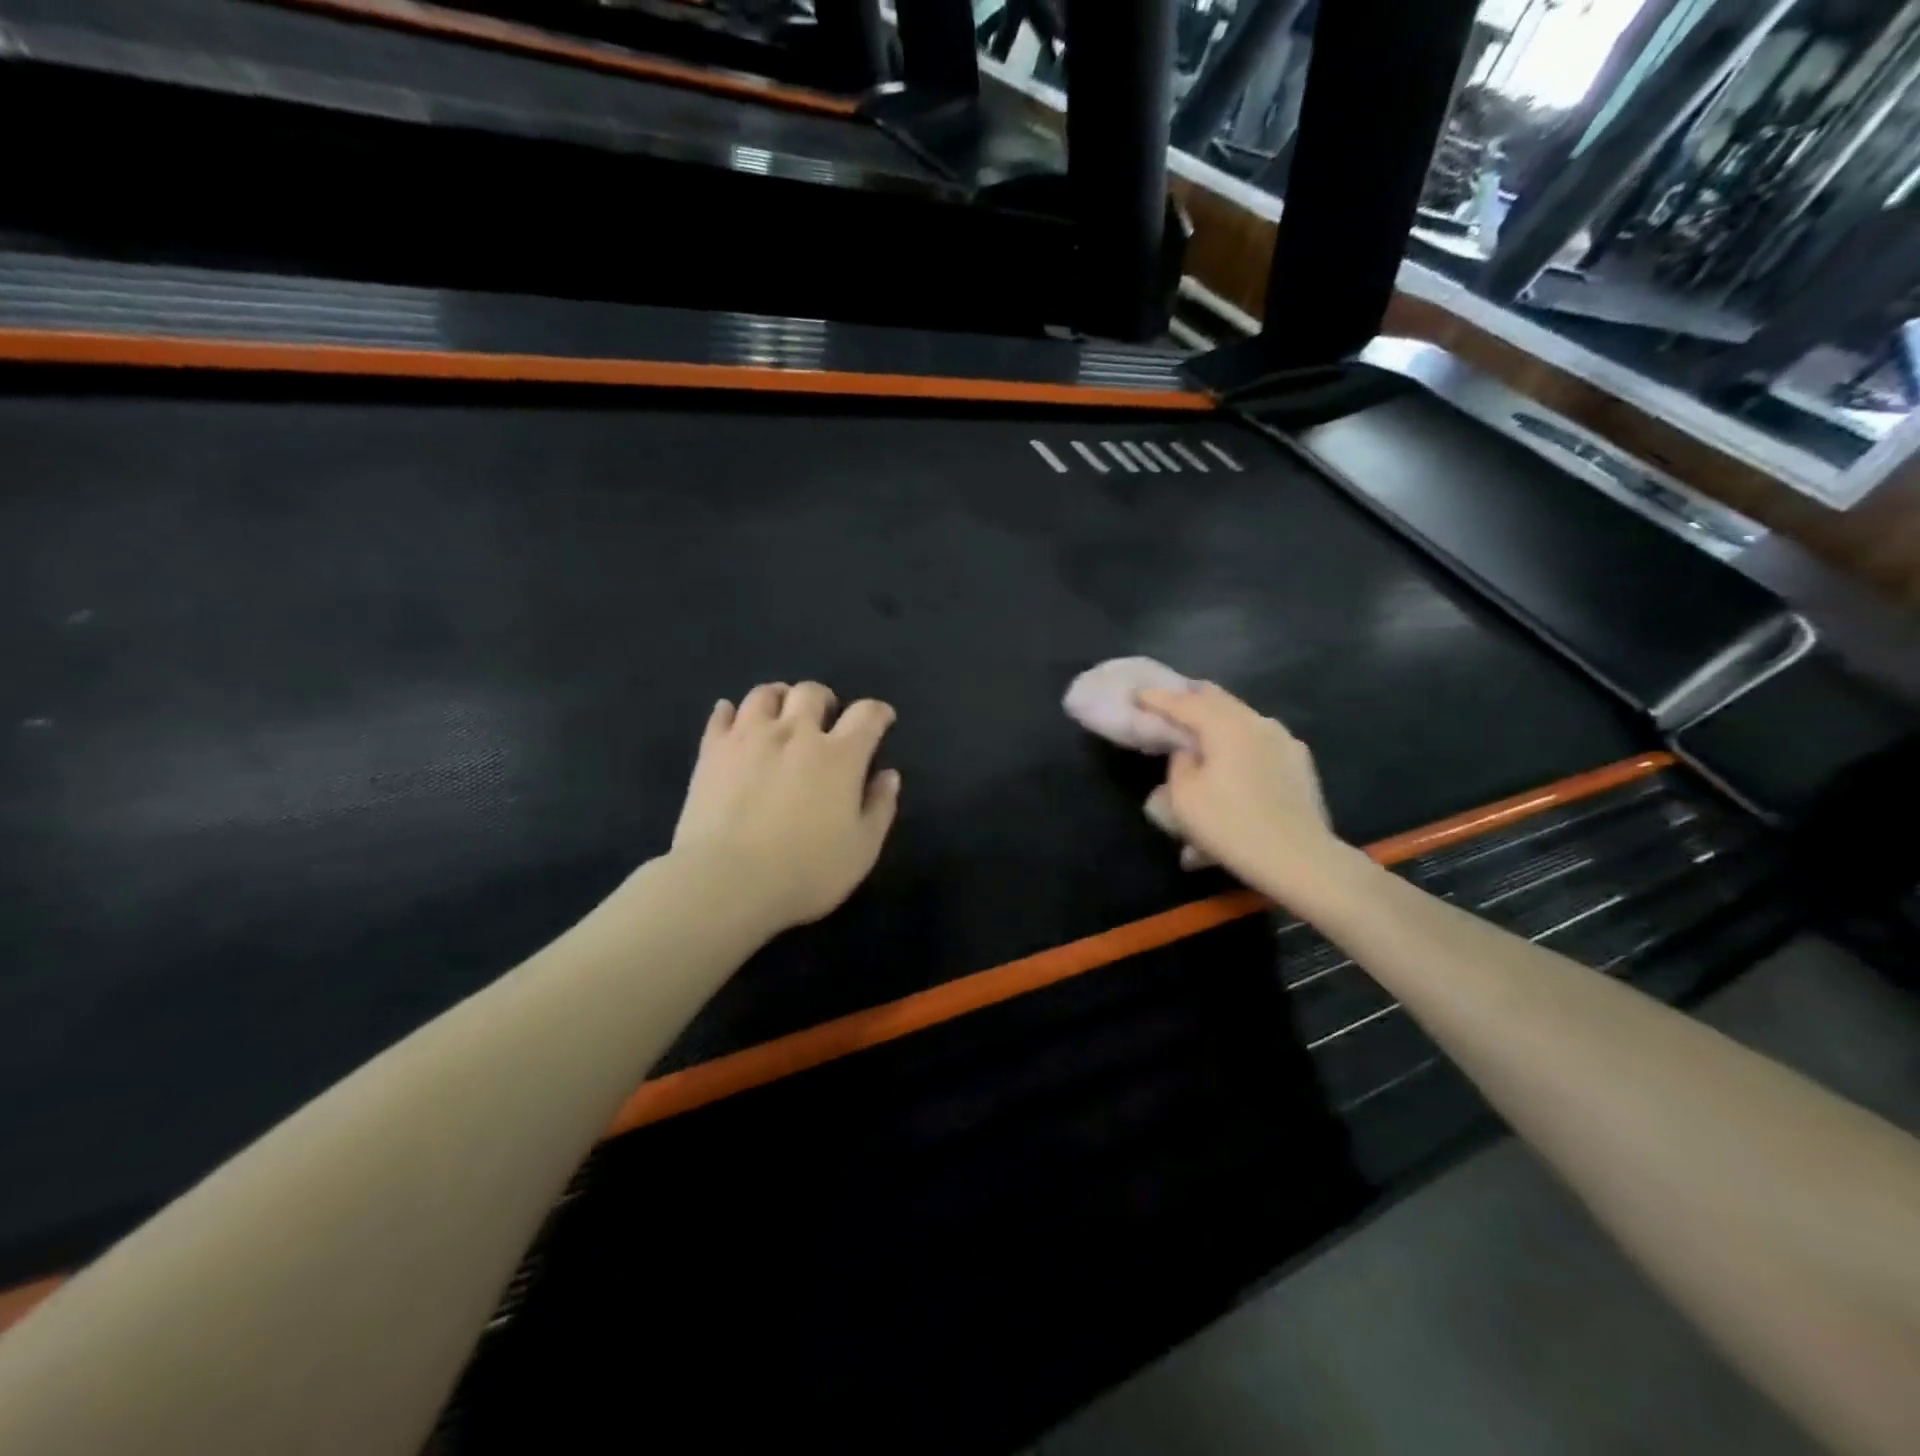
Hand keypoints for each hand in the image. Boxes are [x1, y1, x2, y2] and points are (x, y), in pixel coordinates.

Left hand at [670, 682, 901, 933]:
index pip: (867, 715)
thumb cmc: (805, 872)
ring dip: (780, 697)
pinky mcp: (712, 751)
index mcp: (839, 756)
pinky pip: (720, 715)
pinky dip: (730, 711)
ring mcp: (749, 738)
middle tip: (825, 717)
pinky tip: (732, 719)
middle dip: (824, 699)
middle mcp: (795, 734)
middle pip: (812, 693)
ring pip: (765, 694)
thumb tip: (888, 775)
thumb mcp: (862, 850)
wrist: (726, 881)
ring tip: (781, 713)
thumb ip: (880, 807)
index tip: (882, 720)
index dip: (878, 712)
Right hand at [1137, 683, 1344, 901]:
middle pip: (1219, 702)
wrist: (1299, 858)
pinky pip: (1259, 746)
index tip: (1138, 695)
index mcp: (1227, 725)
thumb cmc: (1231, 825)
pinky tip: (1230, 771)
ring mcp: (1285, 742)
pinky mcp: (1299, 765)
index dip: (1158, 699)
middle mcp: (1258, 723)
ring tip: (1200, 738)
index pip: (1185, 703)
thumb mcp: (1184, 796)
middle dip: (1191, 701)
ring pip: (1241, 722)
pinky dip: (1238, 750)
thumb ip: (1179, 763)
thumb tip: (1189, 751)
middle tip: (1169, 705)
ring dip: (1217, 726)